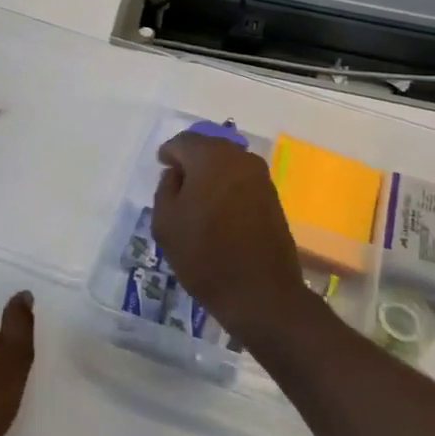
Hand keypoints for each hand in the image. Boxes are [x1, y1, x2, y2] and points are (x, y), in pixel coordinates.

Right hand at [150, 131, 315, 346]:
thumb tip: (177, 175)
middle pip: (209, 148)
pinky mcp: (273, 198)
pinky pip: (241, 181)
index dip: (169, 153)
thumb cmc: (205, 255)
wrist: (260, 293)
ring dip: (211, 175)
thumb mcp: (166, 222)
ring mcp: (261, 178)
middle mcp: (240, 158)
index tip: (161, 166)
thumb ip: (165, 189)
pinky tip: (217, 209)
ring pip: (227, 164)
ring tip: (196, 198)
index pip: (183, 142)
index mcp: (211, 157)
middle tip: (176, 181)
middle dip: (191, 160)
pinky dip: (227, 188)